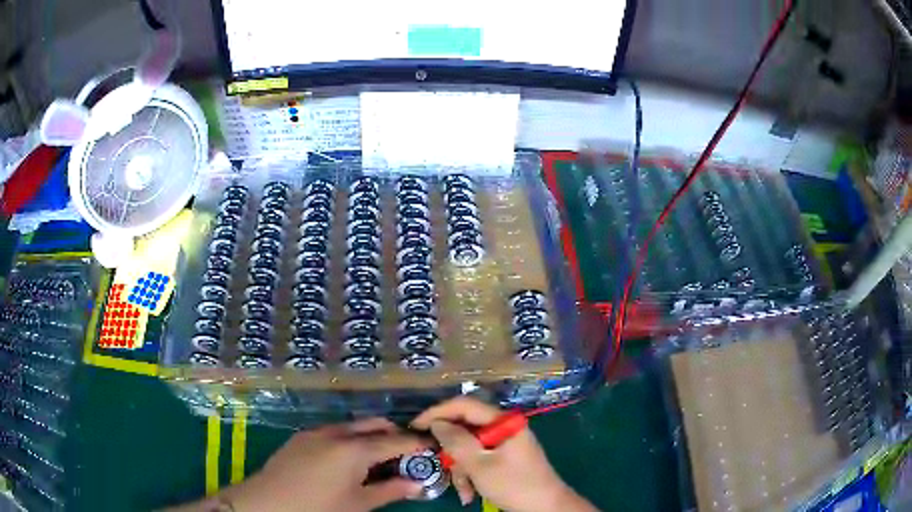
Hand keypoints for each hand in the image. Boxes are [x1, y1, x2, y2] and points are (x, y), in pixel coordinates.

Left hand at [221, 418, 426, 511]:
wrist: (268, 502)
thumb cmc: (319, 507)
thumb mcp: (359, 503)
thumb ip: (391, 491)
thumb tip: (417, 483)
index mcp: (355, 448)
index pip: (395, 441)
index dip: (416, 443)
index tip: (431, 444)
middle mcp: (337, 432)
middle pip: (374, 424)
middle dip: (394, 433)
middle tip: (406, 452)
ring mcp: (317, 431)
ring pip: (353, 425)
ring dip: (371, 435)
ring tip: (378, 457)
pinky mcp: (301, 436)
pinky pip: (334, 430)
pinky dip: (350, 438)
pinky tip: (348, 459)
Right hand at [412, 397, 595, 511]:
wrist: (545, 507)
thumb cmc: (514, 484)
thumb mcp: (480, 465)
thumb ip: (456, 441)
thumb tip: (436, 423)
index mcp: (503, 421)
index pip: (464, 405)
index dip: (437, 412)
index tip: (414, 425)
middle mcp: (504, 426)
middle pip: (465, 429)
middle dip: (452, 453)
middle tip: (441, 466)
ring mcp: (505, 442)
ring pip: (470, 447)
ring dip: (461, 470)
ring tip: (463, 492)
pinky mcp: (504, 457)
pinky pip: (480, 459)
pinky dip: (471, 475)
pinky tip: (470, 494)